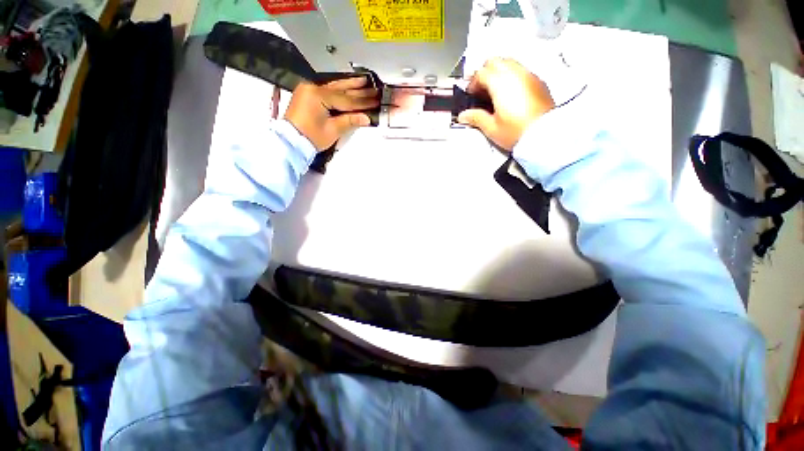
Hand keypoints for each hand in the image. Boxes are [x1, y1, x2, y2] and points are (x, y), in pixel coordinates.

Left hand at [285, 77, 379, 150]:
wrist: (290, 141)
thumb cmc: (311, 137)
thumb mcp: (332, 130)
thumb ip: (349, 121)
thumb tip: (366, 118)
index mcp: (319, 96)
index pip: (346, 99)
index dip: (362, 102)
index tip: (375, 100)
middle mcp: (313, 88)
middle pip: (341, 89)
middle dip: (358, 90)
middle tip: (374, 88)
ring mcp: (309, 89)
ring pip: (334, 86)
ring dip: (350, 85)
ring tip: (364, 80)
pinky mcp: (308, 94)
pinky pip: (327, 89)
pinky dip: (339, 89)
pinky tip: (348, 85)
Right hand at [458, 58, 554, 149]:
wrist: (544, 135)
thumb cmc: (516, 132)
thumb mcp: (491, 128)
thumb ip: (476, 118)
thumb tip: (463, 115)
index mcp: (500, 83)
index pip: (482, 72)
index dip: (473, 83)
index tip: (471, 95)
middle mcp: (515, 73)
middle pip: (495, 61)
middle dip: (485, 73)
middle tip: (481, 90)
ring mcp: (528, 75)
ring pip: (509, 62)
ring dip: (498, 72)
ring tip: (495, 91)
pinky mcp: (538, 81)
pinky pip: (521, 70)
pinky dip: (511, 76)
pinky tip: (510, 93)